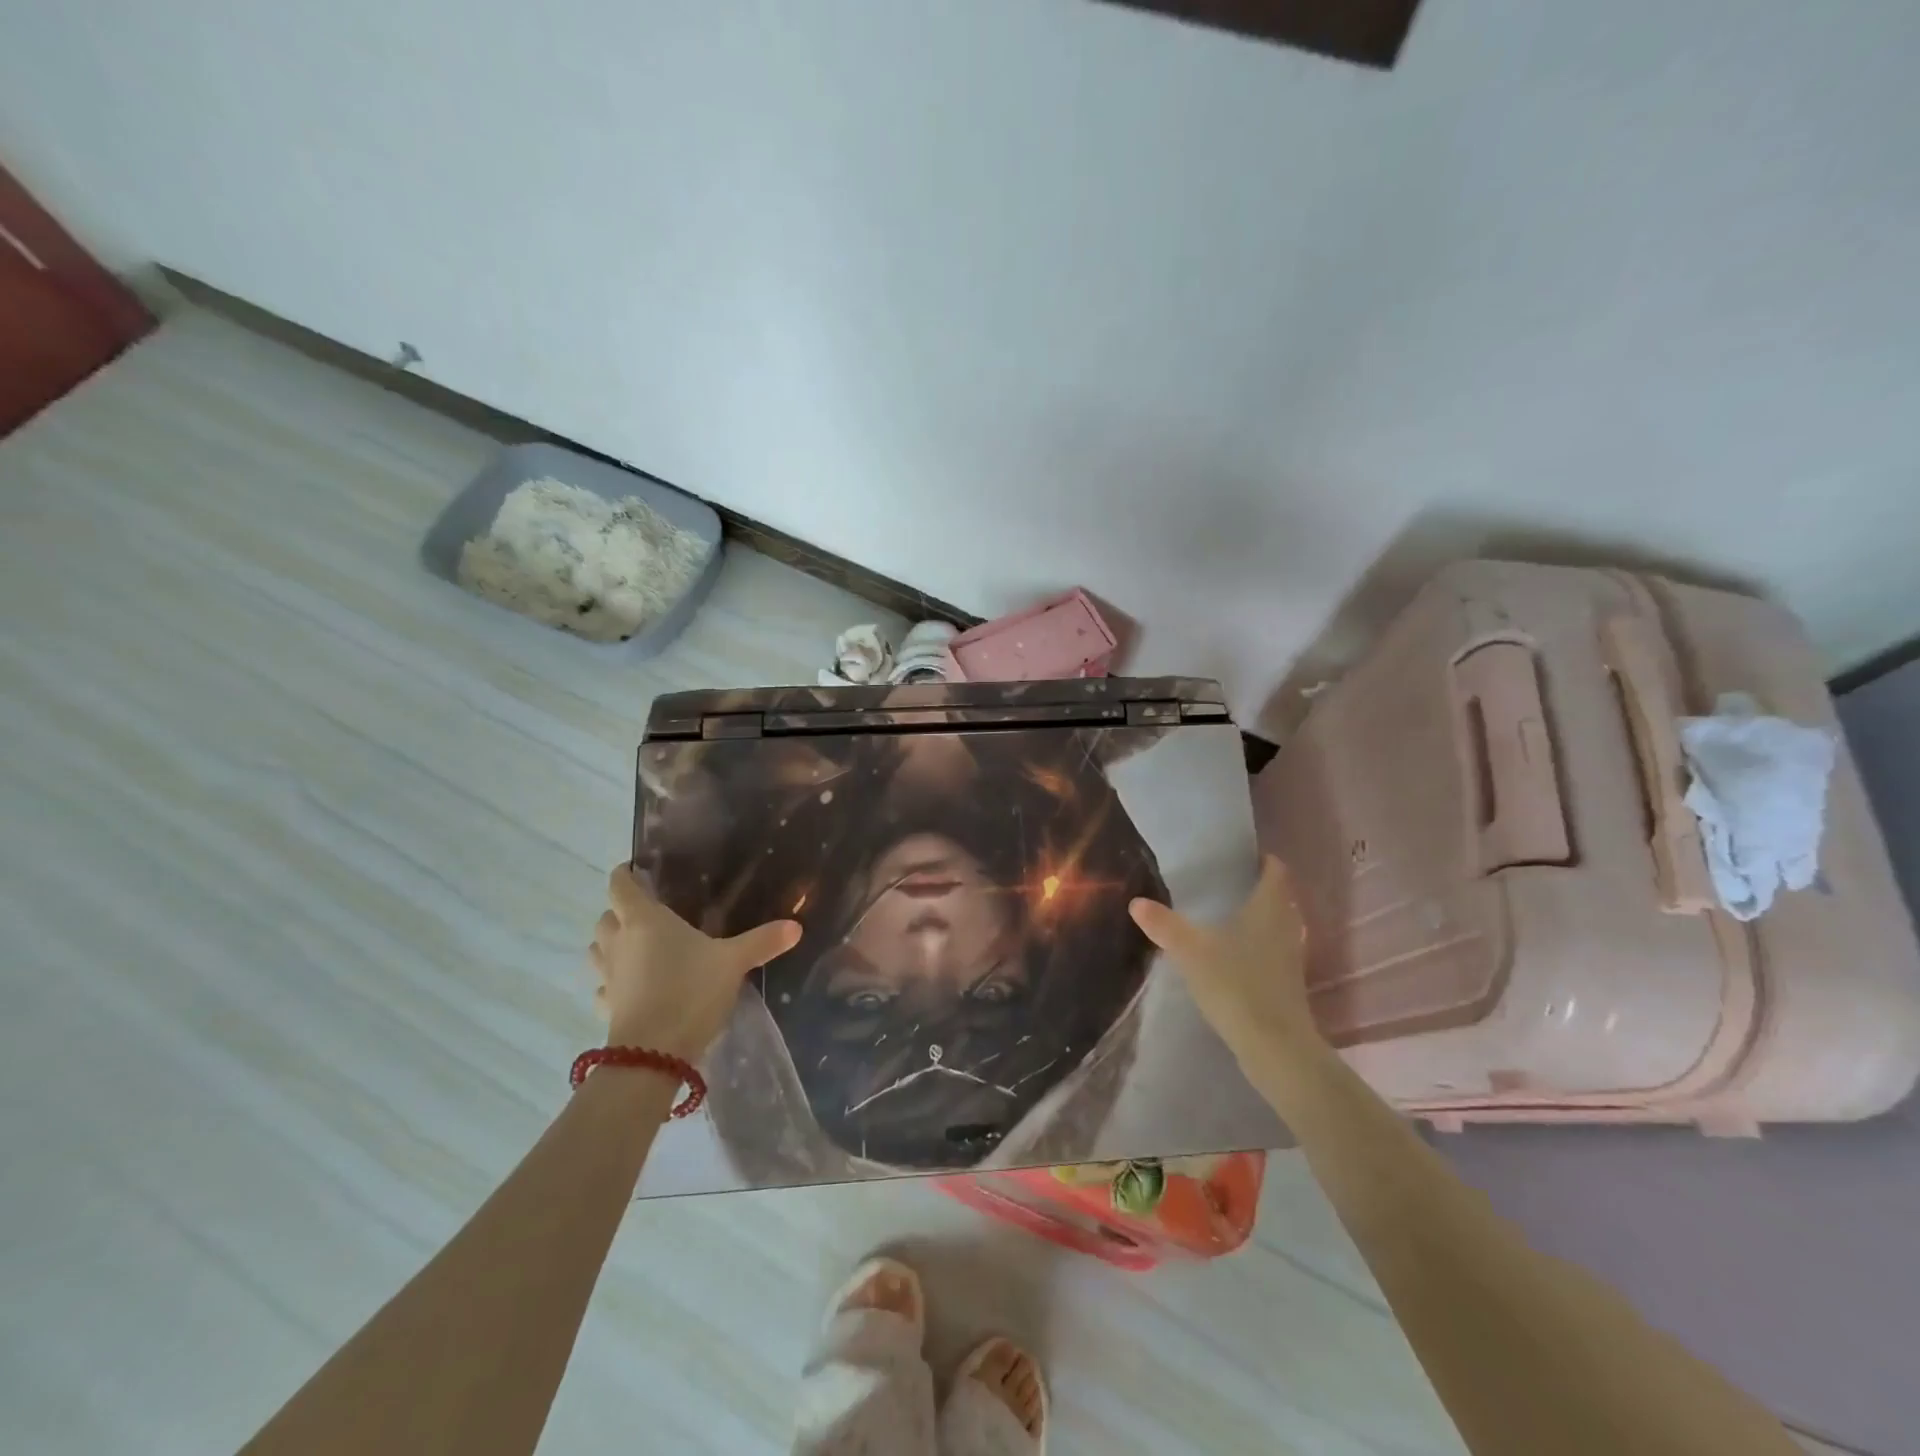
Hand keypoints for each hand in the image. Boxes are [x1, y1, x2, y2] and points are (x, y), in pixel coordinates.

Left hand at [589, 864, 800, 1059]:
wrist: (653, 1055)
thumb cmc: (690, 992)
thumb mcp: (733, 962)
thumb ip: (763, 941)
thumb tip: (796, 926)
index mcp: (644, 920)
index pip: (621, 885)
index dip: (625, 874)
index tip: (638, 870)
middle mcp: (619, 942)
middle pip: (606, 916)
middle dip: (620, 911)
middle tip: (649, 913)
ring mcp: (608, 976)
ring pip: (598, 949)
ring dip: (610, 943)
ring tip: (636, 946)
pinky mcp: (606, 1007)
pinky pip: (603, 985)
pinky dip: (613, 980)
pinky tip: (632, 986)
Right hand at [1129, 856, 1320, 1071]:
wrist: (1275, 1047)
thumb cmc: (1236, 985)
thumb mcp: (1191, 951)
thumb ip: (1164, 925)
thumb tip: (1136, 902)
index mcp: (1269, 909)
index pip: (1276, 873)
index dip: (1264, 860)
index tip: (1243, 855)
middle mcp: (1287, 928)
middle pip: (1280, 898)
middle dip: (1259, 888)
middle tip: (1228, 883)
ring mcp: (1291, 958)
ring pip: (1278, 926)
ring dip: (1260, 919)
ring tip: (1228, 916)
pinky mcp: (1288, 985)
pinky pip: (1275, 952)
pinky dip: (1260, 946)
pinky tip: (1235, 956)